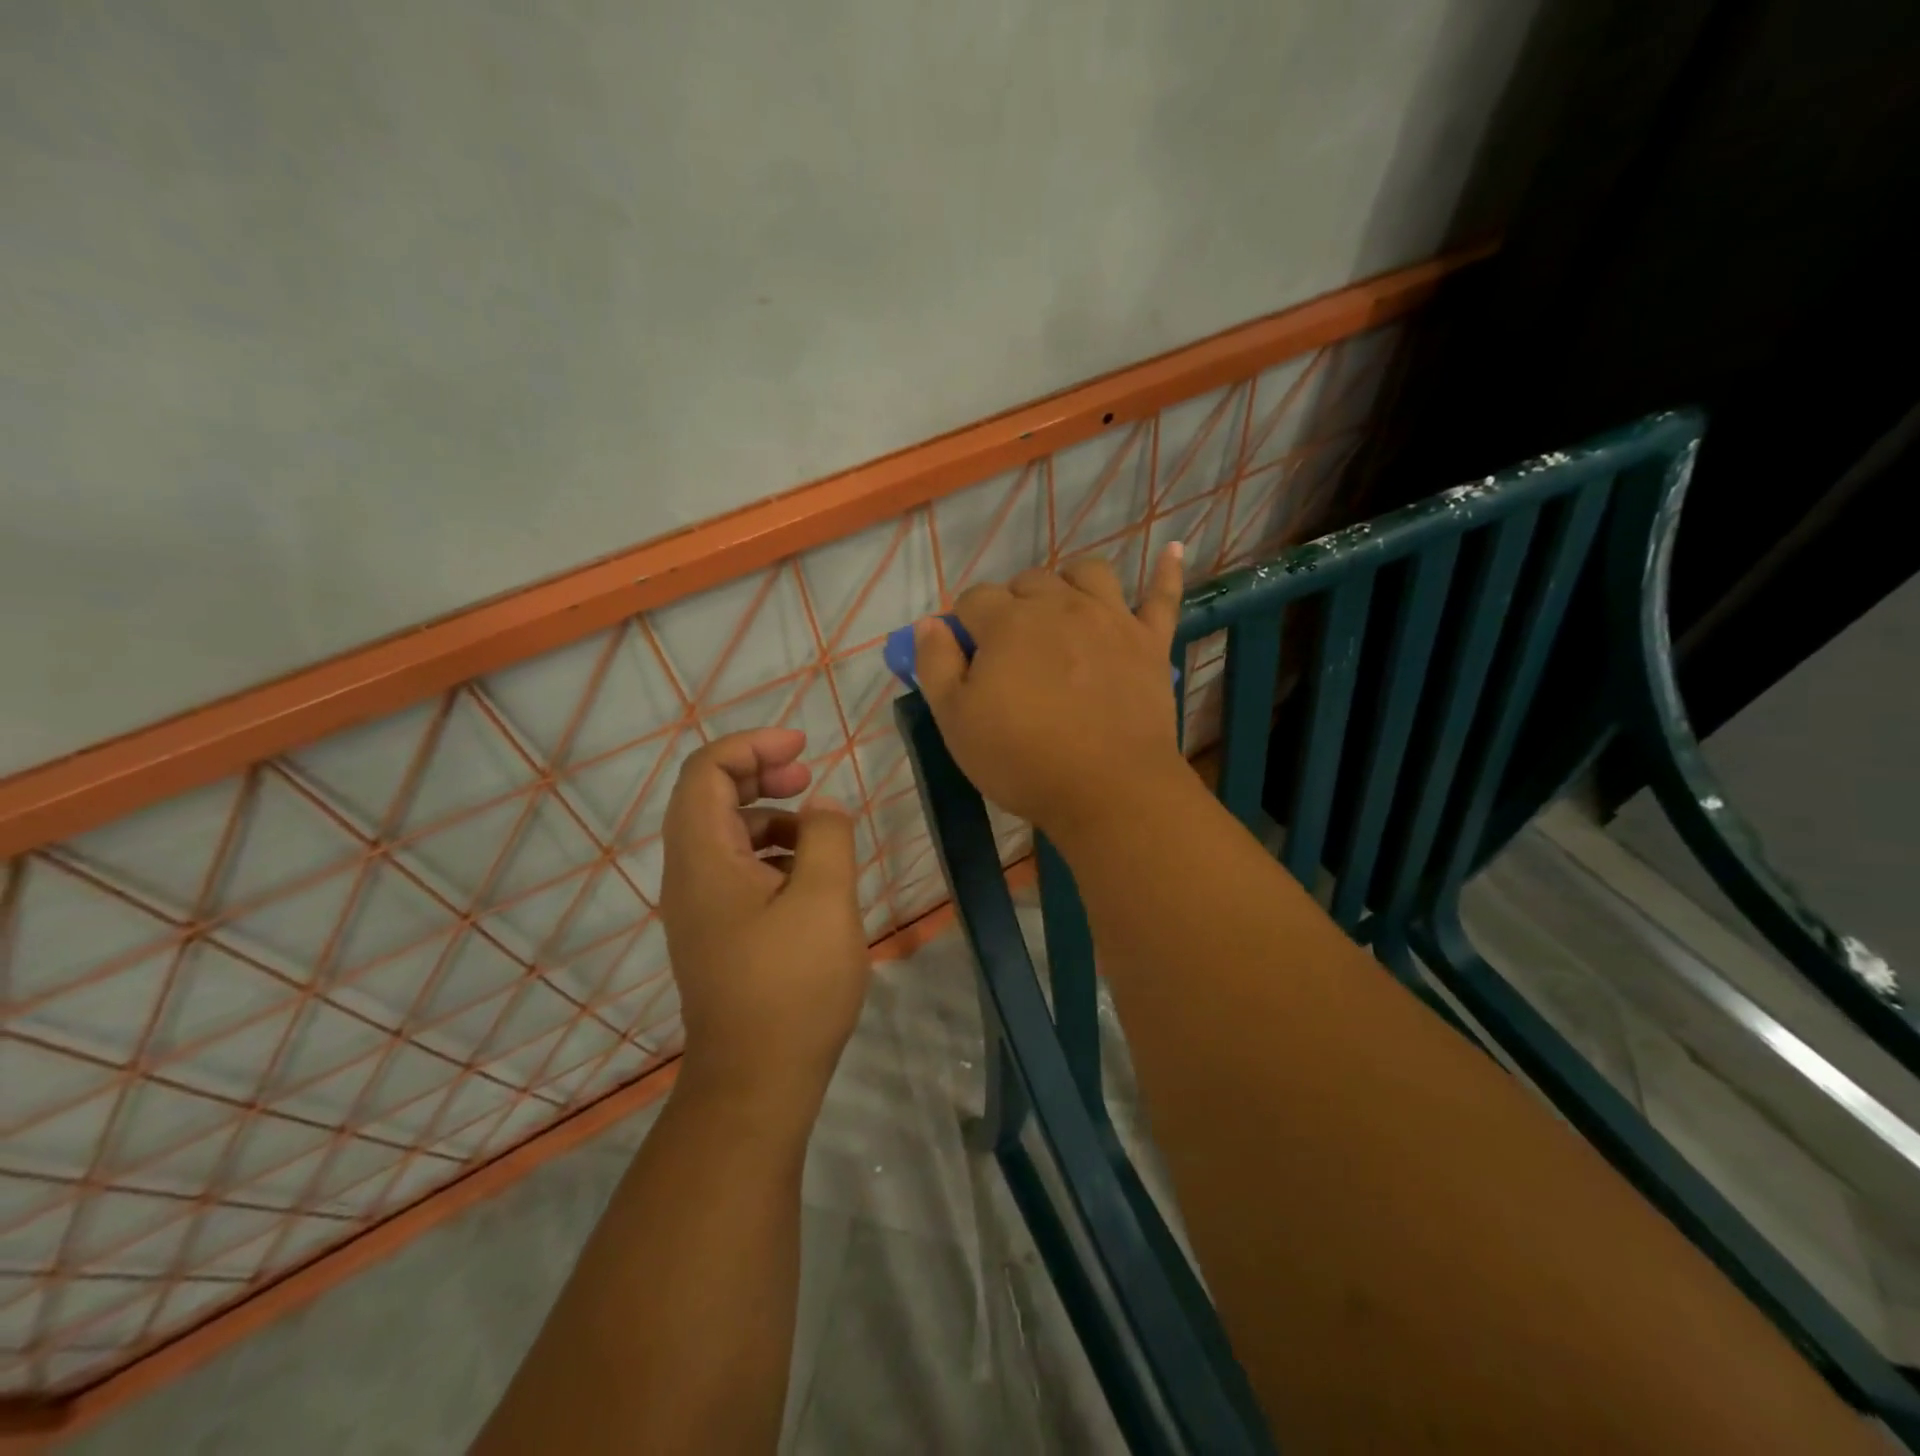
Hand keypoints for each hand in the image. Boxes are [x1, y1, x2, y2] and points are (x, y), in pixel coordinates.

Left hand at [659, 728, 869, 1112]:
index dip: (752, 745)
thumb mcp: (824, 899)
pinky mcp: (717, 933)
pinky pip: (736, 870)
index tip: (803, 746)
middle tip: (808, 775)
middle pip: (709, 797)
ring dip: (768, 815)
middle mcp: (689, 876)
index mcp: (704, 858)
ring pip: (725, 835)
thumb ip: (826, 837)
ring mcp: (700, 908)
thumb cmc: (792, 986)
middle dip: (759, 773)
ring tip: (818, 829)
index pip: (707, 771)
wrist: (756, 1081)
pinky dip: (770, 853)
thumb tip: (822, 806)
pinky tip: (808, 875)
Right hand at [915, 545, 1191, 840]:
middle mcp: (1060, 605)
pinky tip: (1173, 551)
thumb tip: (929, 623)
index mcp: (1008, 623)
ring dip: (1068, 583)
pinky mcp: (1151, 642)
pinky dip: (1166, 572)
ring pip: (1088, 573)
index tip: (967, 657)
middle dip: (1011, 605)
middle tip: (1011, 651)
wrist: (1108, 789)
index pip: (974, 599)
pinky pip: (1163, 596)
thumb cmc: (1022, 759)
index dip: (964, 624)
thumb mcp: (955, 721)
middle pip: (1028, 581)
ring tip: (1062, 610)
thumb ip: (935, 664)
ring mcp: (1111, 619)